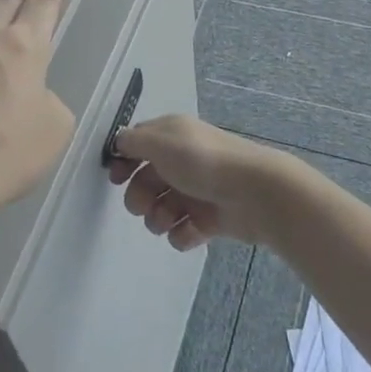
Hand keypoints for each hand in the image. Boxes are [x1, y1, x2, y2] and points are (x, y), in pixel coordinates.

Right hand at [104, 114, 301, 250]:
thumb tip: (118, 143)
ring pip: (161, 209)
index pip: (138, 145)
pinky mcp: (209, 219)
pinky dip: (182, 234)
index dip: (124, 161)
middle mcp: (183, 161)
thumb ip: (133, 142)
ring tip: (168, 220)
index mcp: (172, 137)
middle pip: (146, 181)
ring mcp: (196, 191)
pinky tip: (189, 231)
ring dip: (158, 218)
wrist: (254, 192)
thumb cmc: (202, 161)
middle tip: (143, 205)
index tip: (115, 178)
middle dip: (139, 197)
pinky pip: (183, 231)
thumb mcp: (161, 142)